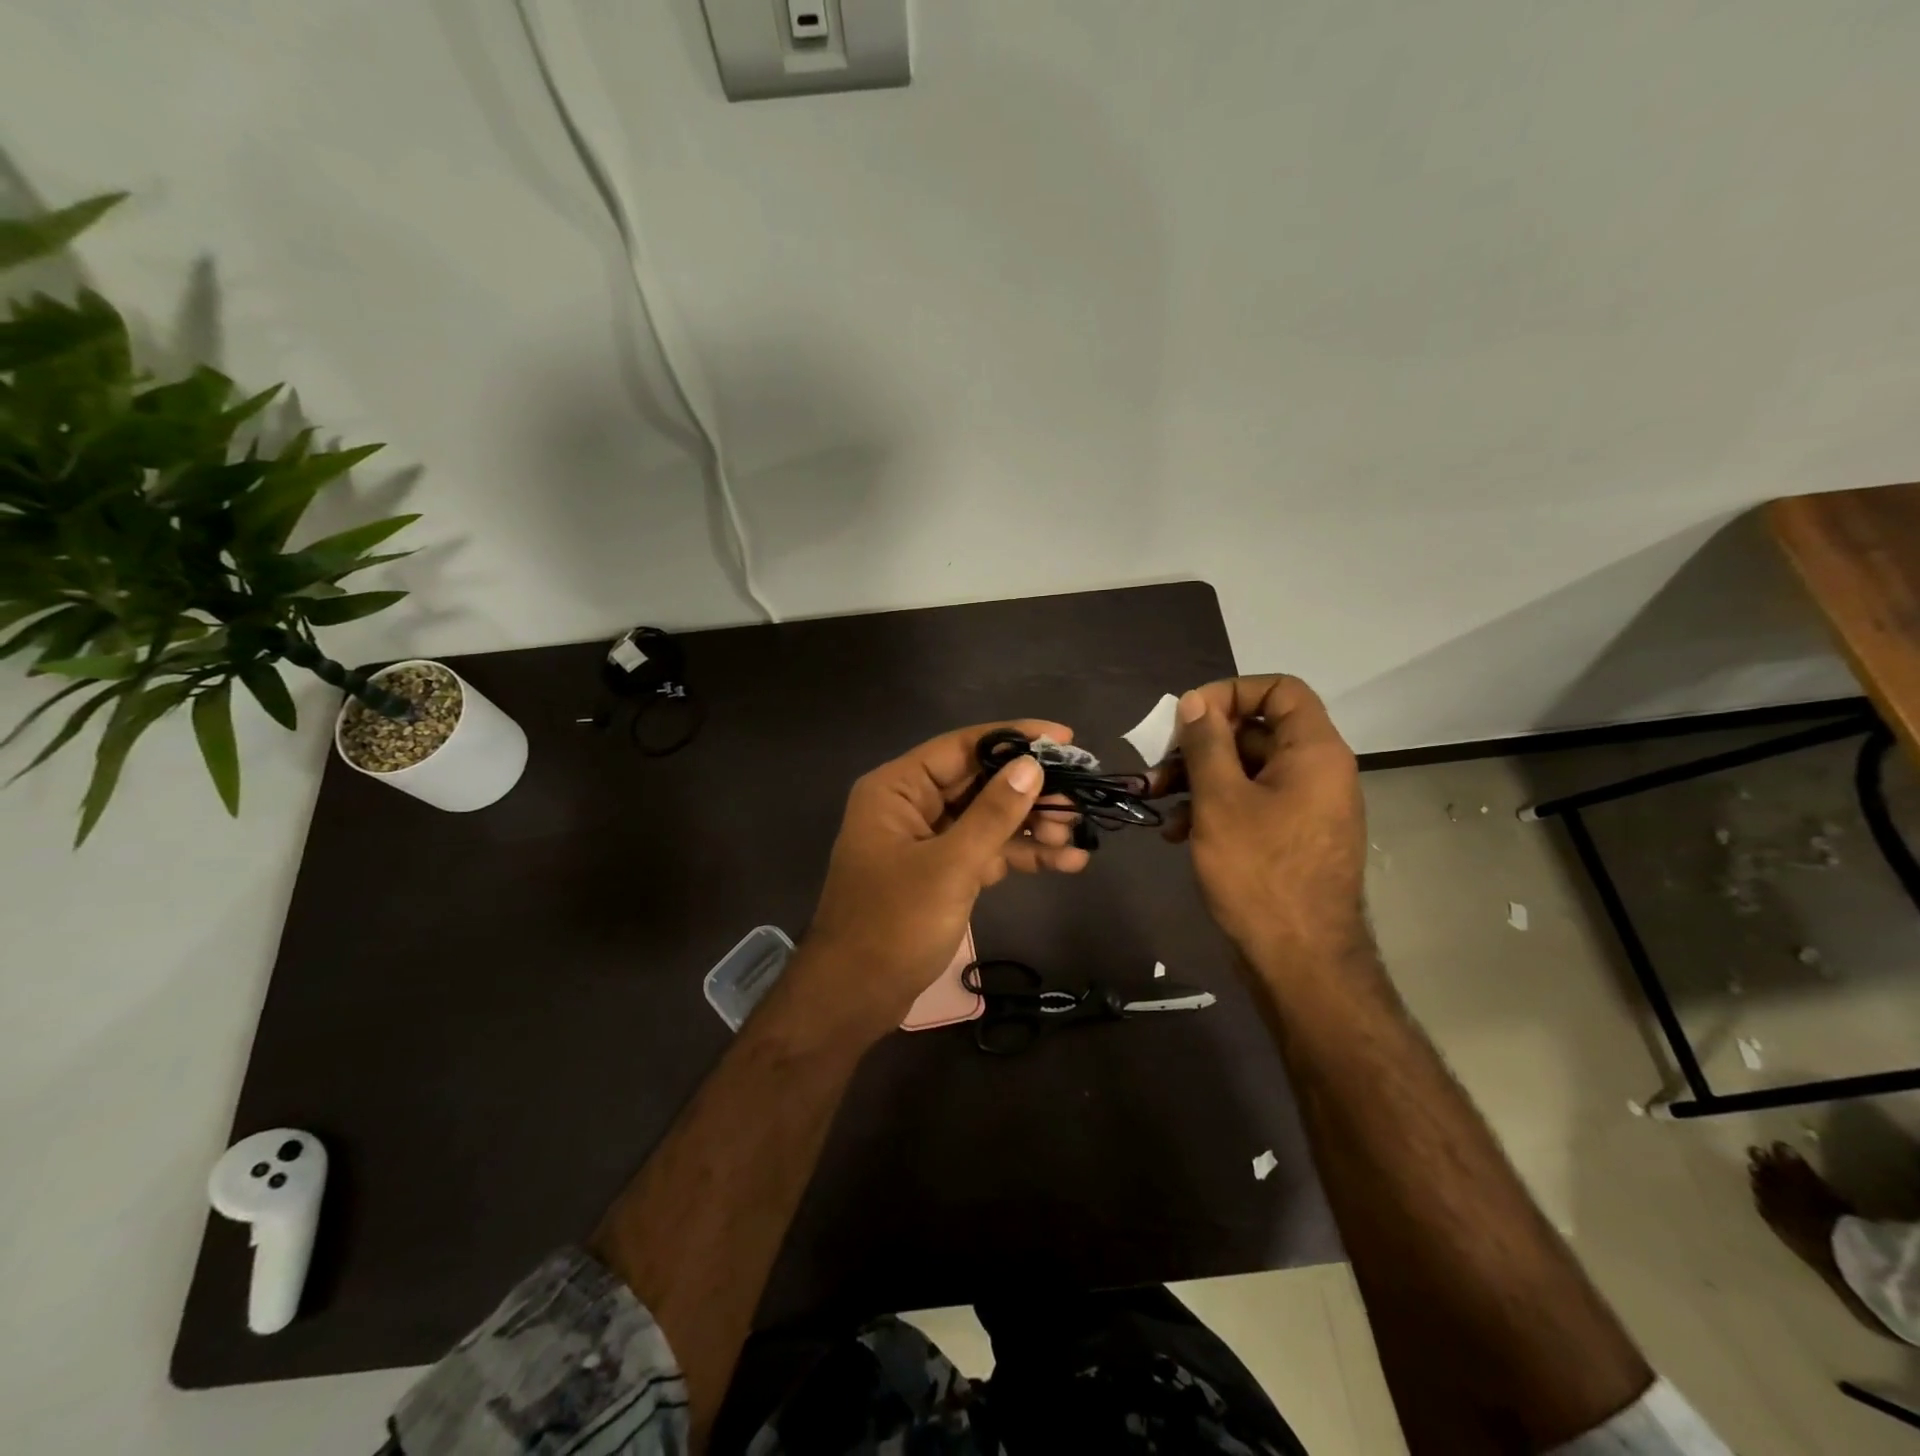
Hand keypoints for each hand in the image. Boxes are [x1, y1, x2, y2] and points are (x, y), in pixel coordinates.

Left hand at [795, 720, 1091, 1034]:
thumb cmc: (893, 924)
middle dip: (1030, 791)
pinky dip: (1021, 855)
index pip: (962, 747)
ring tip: (1077, 835)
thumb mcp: (950, 866)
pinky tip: (1066, 861)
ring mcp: (928, 841)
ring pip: (988, 818)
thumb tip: (1032, 766)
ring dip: (1031, 825)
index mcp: (898, 789)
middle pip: (980, 782)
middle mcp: (912, 805)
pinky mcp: (943, 872)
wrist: (856, 997)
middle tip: (1079, 799)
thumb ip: (993, 814)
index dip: (1015, 738)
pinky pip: (987, 851)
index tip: (1064, 739)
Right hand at [1159, 677, 1366, 962]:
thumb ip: (1206, 743)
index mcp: (1313, 752)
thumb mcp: (1220, 800)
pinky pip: (1251, 803)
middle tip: (1159, 764)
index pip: (1280, 690)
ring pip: (1247, 770)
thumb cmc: (1258, 871)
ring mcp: (1305, 807)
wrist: (1300, 961)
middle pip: (1256, 730)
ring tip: (1158, 801)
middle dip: (1201, 743)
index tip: (1189, 715)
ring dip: (1199, 778)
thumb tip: (1196, 702)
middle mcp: (1317, 771)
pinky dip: (1214, 807)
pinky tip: (1178, 832)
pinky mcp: (1290, 837)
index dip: (1231, 691)